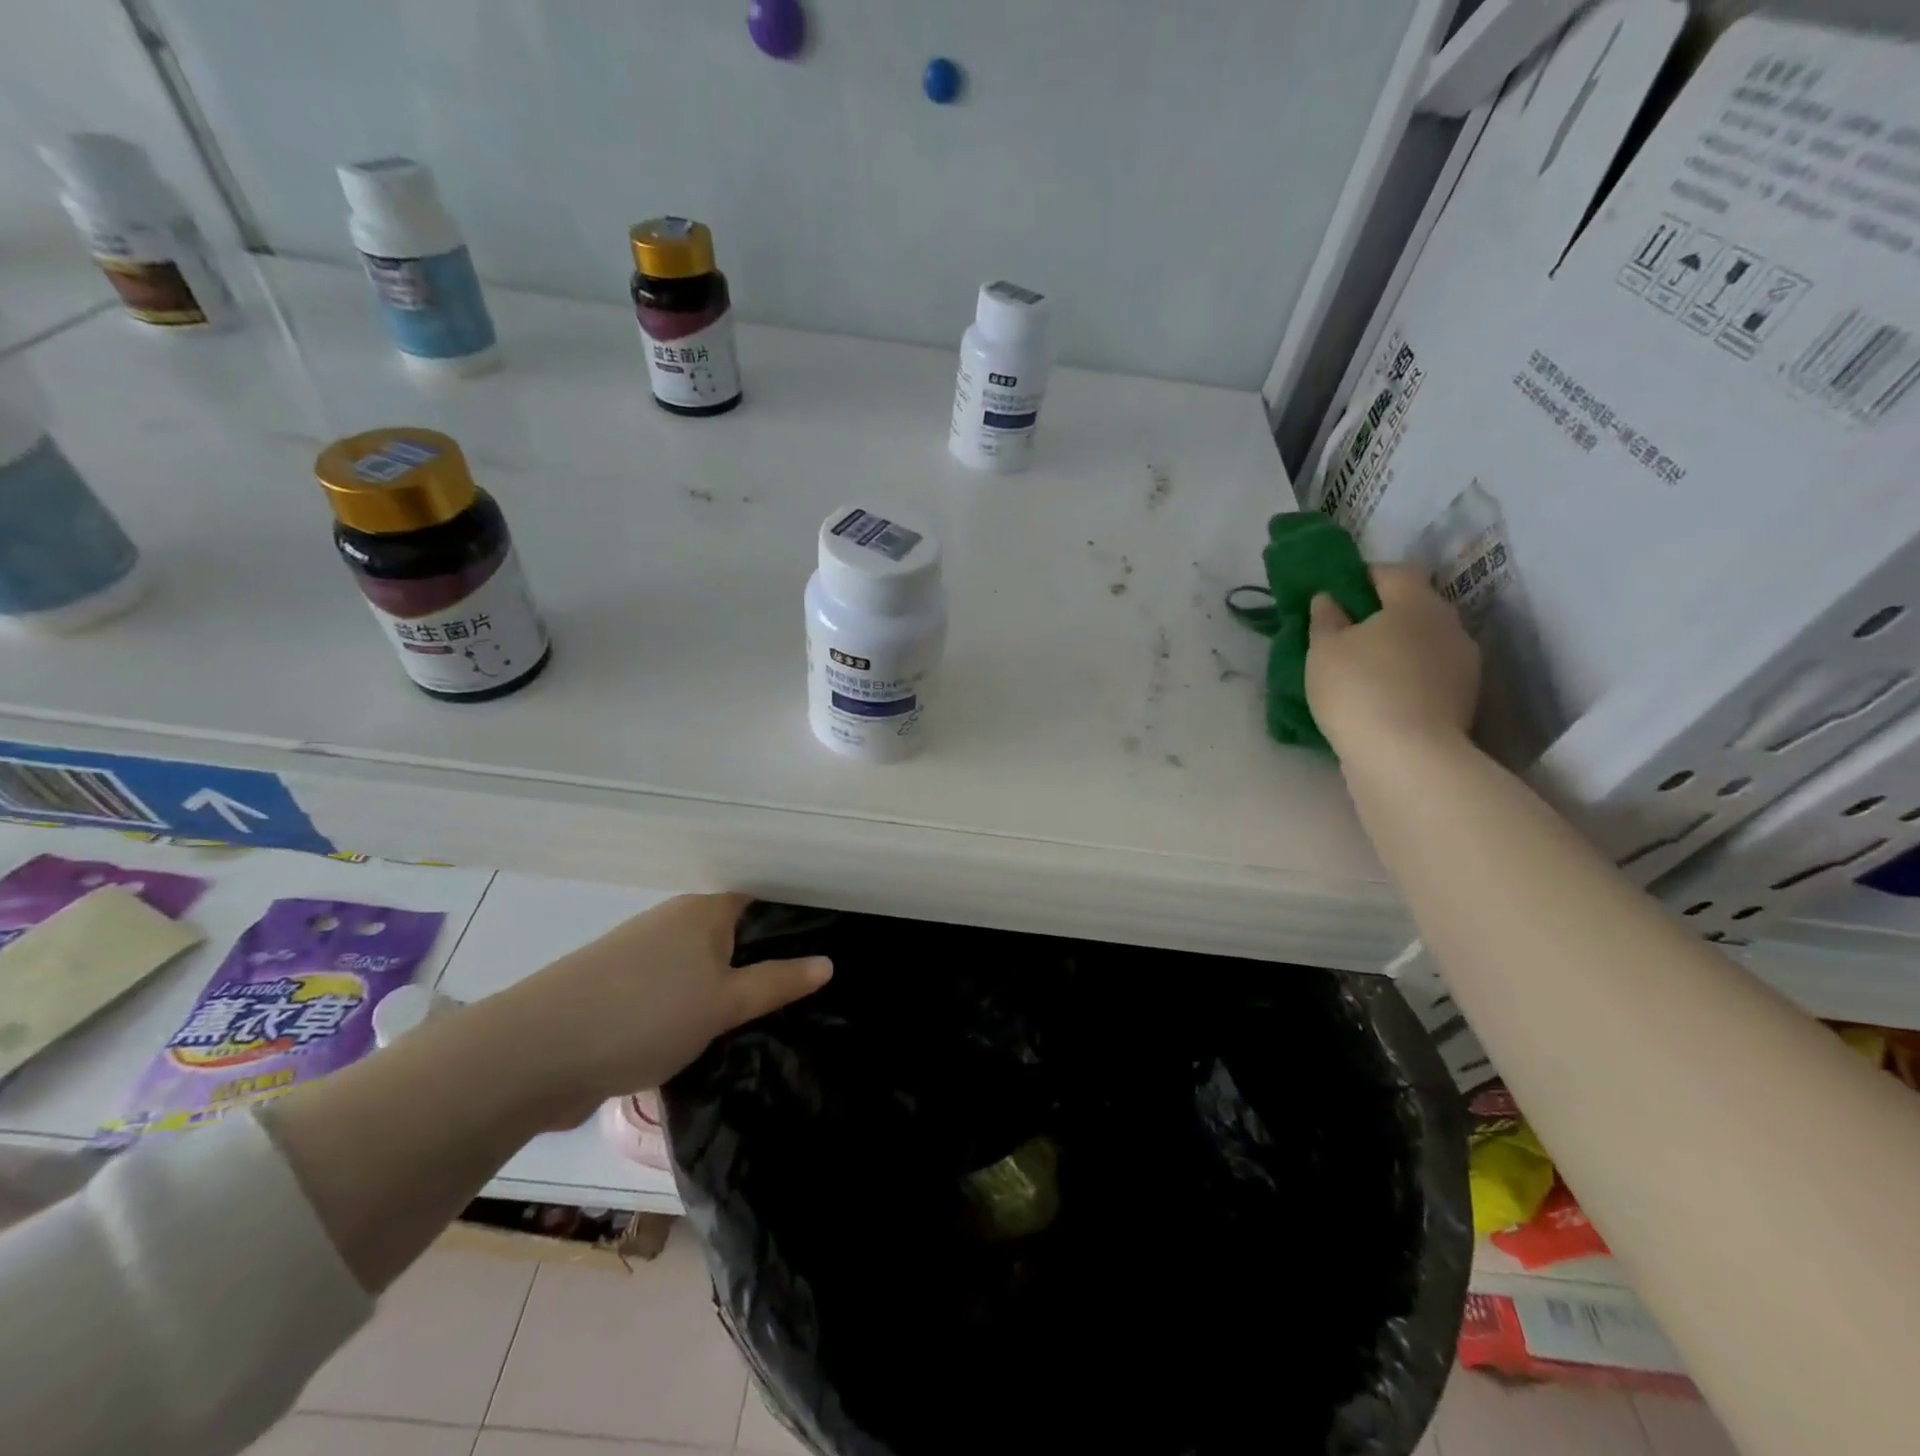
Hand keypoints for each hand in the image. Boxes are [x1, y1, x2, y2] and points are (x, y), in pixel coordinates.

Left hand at [481, 892, 830, 1127]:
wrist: (532, 1055)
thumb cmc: (644, 1014)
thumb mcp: (724, 1003)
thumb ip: (778, 982)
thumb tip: (828, 962)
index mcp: (703, 910)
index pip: (763, 902)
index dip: (794, 922)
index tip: (827, 948)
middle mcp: (674, 922)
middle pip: (734, 935)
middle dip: (765, 961)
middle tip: (807, 992)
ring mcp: (642, 956)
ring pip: (703, 966)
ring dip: (727, 989)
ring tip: (768, 1018)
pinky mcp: (619, 991)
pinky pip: (674, 991)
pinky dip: (696, 1008)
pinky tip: (712, 1037)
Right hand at [1306, 563, 1479, 762]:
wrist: (1406, 756)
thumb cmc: (1358, 689)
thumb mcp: (1323, 649)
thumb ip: (1325, 618)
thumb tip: (1329, 598)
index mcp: (1416, 602)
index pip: (1394, 572)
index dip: (1365, 577)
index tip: (1337, 594)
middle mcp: (1449, 625)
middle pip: (1414, 607)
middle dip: (1382, 615)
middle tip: (1345, 634)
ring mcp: (1463, 664)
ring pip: (1423, 643)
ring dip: (1396, 649)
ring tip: (1361, 670)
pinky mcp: (1463, 700)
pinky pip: (1428, 675)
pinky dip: (1407, 678)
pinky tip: (1380, 697)